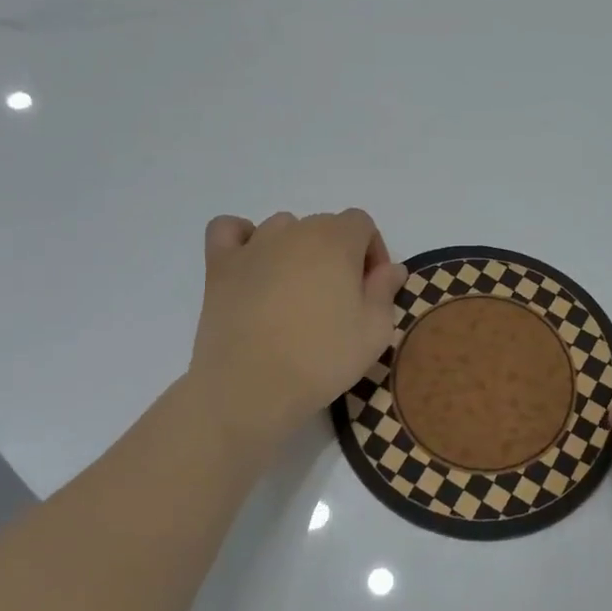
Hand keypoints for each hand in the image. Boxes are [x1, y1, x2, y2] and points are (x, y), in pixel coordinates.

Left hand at [188, 210, 408, 453]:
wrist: (251, 387)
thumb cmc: (321, 358)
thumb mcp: (374, 332)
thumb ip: (385, 292)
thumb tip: (391, 268)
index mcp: (336, 240)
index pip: (362, 223)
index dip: (372, 252)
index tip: (371, 289)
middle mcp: (295, 231)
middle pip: (324, 225)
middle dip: (338, 253)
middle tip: (338, 299)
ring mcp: (253, 245)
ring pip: (283, 228)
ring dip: (296, 248)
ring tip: (296, 289)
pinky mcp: (220, 266)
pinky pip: (228, 230)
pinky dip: (242, 237)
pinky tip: (252, 263)